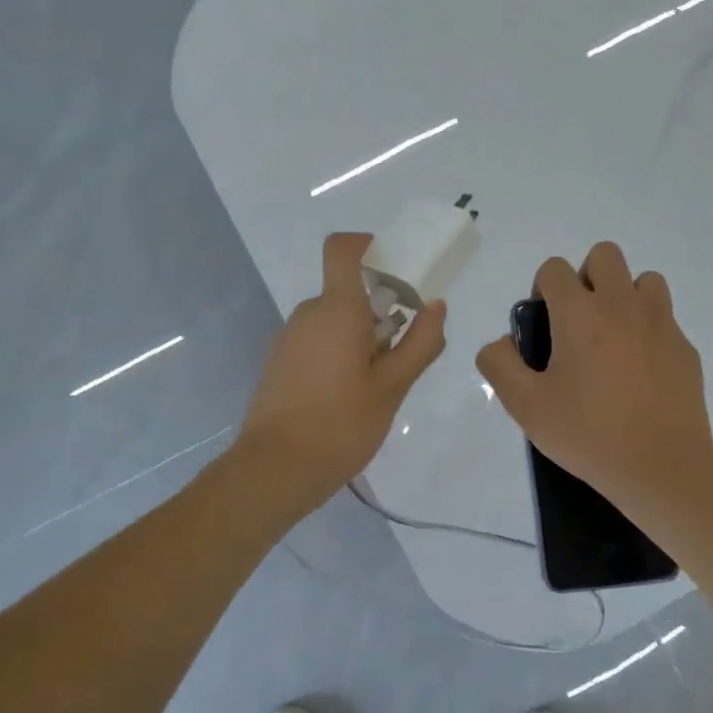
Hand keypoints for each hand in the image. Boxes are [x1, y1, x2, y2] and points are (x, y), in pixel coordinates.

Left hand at [237, 232, 447, 512]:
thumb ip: (420, 343)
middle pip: (346, 291)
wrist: (277, 468)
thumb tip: (436, 306)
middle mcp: (308, 314)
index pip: (342, 249)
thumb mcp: (393, 387)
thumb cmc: (342, 424)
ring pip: (333, 320)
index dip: (366, 245)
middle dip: (379, 309)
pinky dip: (339, 351)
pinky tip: (350, 394)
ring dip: (360, 335)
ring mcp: (289, 338)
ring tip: (379, 382)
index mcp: (337, 309)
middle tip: (402, 350)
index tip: (394, 266)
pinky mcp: (280, 361)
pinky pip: (317, 340)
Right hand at [476, 241, 712, 511]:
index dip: (542, 290)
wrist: (660, 465)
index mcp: (579, 314)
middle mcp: (621, 305)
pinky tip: (639, 372)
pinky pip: (664, 318)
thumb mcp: (525, 406)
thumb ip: (499, 365)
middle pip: (604, 255)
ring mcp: (660, 323)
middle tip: (579, 323)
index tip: (544, 326)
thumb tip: (501, 343)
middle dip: (586, 277)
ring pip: (643, 279)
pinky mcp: (684, 347)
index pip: (554, 269)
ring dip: (624, 296)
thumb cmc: (587, 433)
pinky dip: (648, 330)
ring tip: (613, 339)